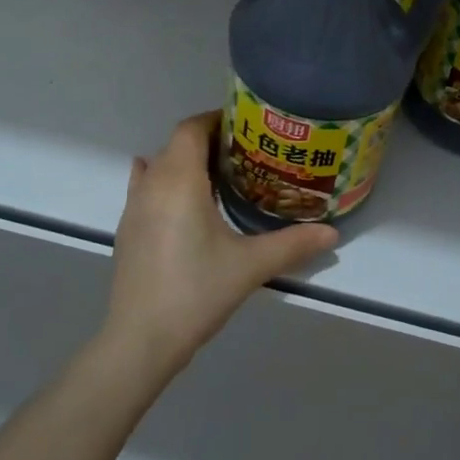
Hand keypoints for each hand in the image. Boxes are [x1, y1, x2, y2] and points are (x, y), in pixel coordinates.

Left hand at [102, 112, 337, 382]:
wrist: (140, 340)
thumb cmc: (196, 292)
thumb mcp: (250, 266)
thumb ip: (292, 245)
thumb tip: (333, 233)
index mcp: (179, 180)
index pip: (191, 129)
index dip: (216, 120)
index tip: (245, 126)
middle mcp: (152, 183)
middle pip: (176, 144)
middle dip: (208, 141)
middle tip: (245, 155)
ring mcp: (133, 206)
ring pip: (159, 165)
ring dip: (185, 162)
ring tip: (218, 176)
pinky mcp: (126, 228)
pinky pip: (144, 186)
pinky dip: (163, 180)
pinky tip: (179, 198)